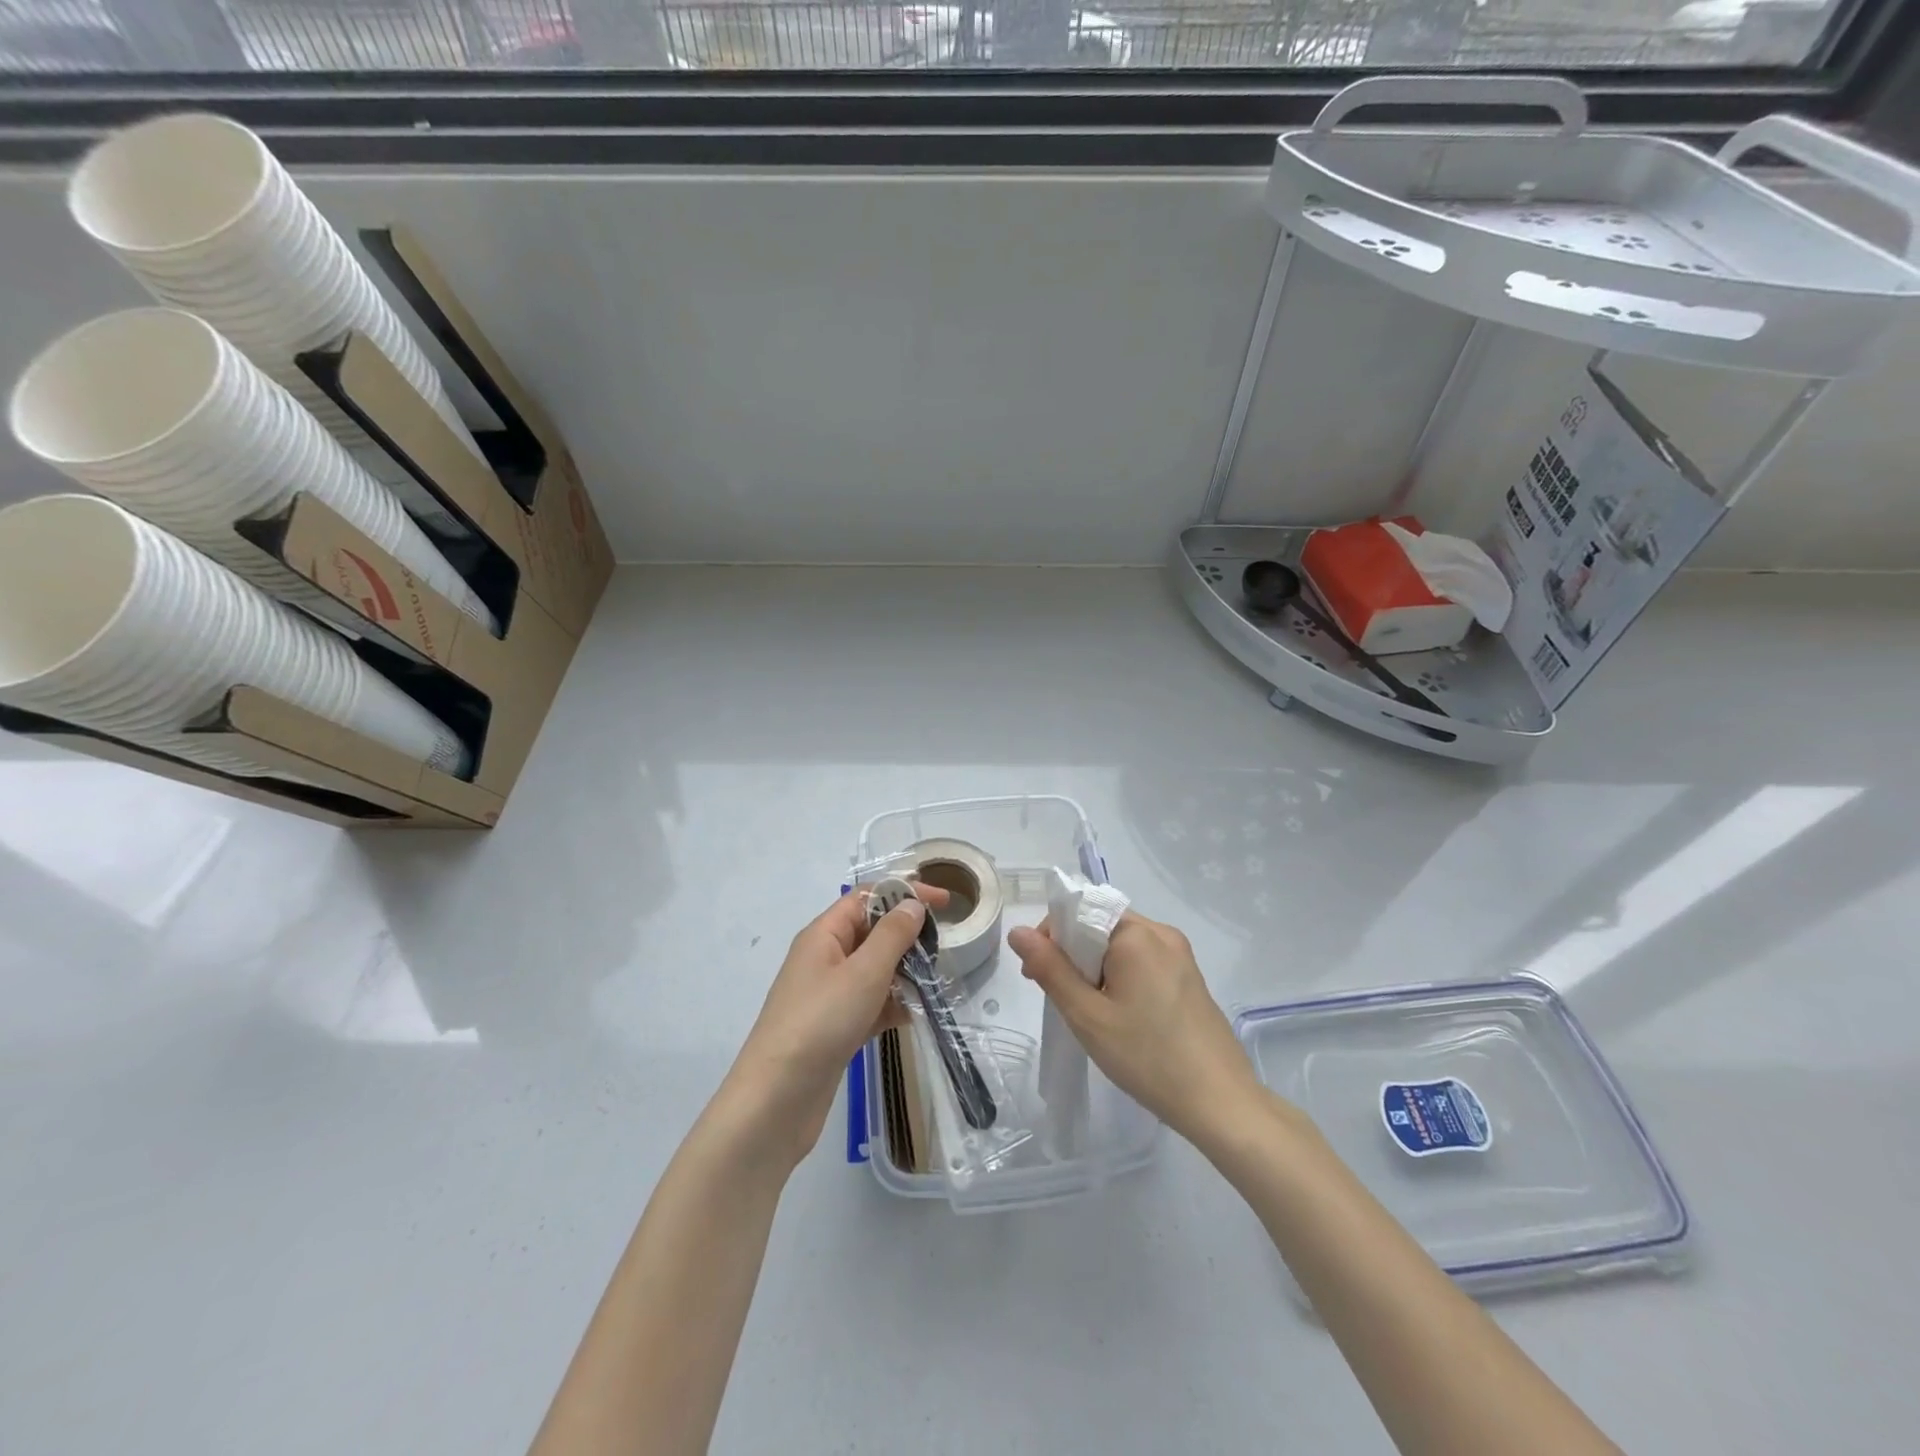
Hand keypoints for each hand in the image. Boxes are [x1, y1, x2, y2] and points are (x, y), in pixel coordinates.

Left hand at [727, 886, 945, 1165]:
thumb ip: (892, 935)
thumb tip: (913, 903)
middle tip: (943, 948)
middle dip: (907, 935)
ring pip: (874, 970)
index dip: (905, 894)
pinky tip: (915, 1016)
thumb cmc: (820, 1023)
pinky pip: (871, 1004)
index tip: (945, 903)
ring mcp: (829, 995)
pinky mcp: (836, 1028)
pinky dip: (892, 1005)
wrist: (776, 1100)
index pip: (867, 897)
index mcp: (824, 934)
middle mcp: (824, 958)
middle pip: (872, 932)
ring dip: (904, 972)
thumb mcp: (863, 973)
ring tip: (936, 982)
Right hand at [1008, 910, 1260, 1147]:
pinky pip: (1143, 960)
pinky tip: (1120, 1015)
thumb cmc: (1148, 1057)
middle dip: (1072, 955)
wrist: (1221, 1102)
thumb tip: (1018, 931)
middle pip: (1100, 925)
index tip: (1037, 976)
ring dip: (1096, 968)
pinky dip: (1120, 977)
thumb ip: (1051, 969)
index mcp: (1137, 934)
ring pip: (1120, 945)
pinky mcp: (1189, 976)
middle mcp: (1161, 932)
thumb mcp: (1088, 1016)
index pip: (1079, 911)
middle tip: (1062, 999)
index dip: (1051, 938)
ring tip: (1090, 1012)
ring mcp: (1180, 954)